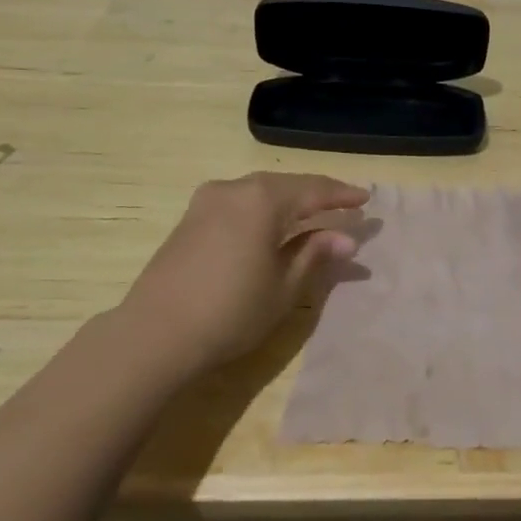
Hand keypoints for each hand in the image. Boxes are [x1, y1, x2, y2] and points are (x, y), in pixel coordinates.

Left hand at [115, 172, 368, 378]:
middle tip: (344, 206)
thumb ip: (314, 255)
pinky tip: (272, 226)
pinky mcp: (190, 219)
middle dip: (316, 196)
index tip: (366, 199)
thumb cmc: (230, 311)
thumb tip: (345, 238)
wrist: (154, 334)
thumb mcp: (283, 287)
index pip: (313, 190)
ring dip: (289, 202)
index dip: (342, 195)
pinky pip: (238, 203)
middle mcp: (234, 189)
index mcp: (262, 199)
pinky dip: (262, 210)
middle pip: (286, 186)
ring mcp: (207, 202)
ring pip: (259, 193)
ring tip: (312, 215)